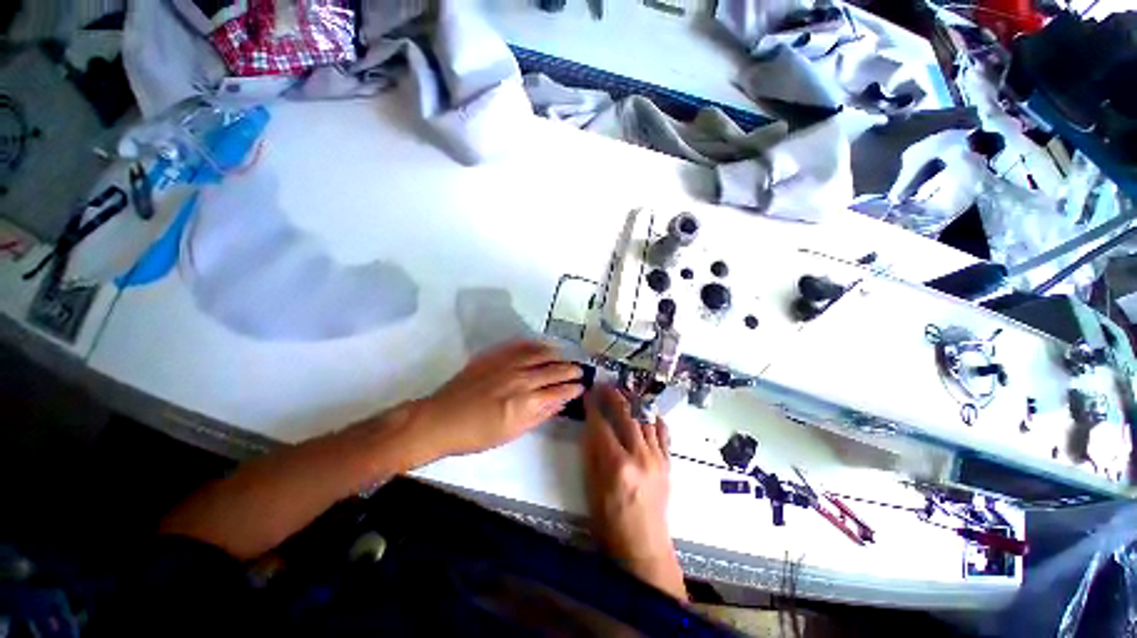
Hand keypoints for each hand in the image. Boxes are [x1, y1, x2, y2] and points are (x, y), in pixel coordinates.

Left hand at [410, 340, 583, 460]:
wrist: (441, 419)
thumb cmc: (477, 434)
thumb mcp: (512, 432)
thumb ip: (539, 415)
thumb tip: (559, 403)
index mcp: (525, 402)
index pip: (558, 391)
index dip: (572, 388)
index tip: (581, 386)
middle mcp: (520, 379)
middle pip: (553, 371)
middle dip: (570, 370)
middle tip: (580, 370)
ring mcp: (507, 364)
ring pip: (540, 354)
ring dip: (556, 355)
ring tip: (565, 356)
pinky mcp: (494, 356)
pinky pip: (519, 345)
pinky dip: (534, 345)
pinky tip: (542, 346)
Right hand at [581, 385, 686, 600]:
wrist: (644, 548)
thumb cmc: (610, 523)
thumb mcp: (592, 488)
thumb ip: (592, 454)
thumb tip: (591, 426)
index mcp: (617, 465)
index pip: (602, 425)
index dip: (593, 406)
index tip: (588, 393)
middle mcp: (640, 456)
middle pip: (626, 416)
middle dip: (614, 396)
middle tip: (605, 385)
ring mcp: (657, 459)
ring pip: (646, 420)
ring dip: (634, 403)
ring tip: (624, 392)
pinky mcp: (668, 464)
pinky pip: (663, 434)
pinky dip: (655, 419)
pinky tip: (649, 411)